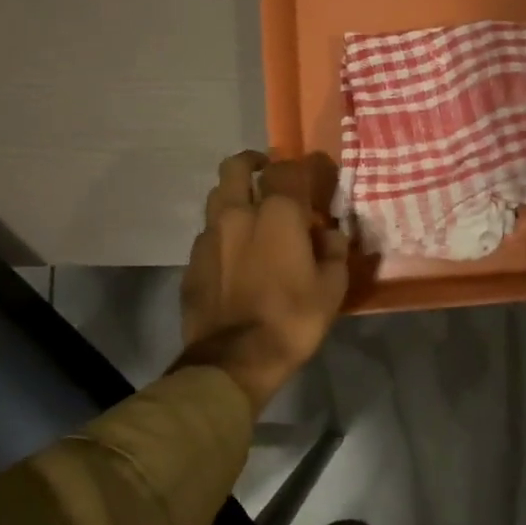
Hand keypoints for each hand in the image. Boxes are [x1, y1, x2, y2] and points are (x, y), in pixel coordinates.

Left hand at [177, 151, 348, 414]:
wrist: (234, 361)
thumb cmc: (292, 319)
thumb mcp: (332, 288)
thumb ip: (334, 251)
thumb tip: (330, 233)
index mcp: (278, 214)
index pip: (286, 169)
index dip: (300, 165)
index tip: (312, 172)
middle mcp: (238, 214)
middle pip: (236, 167)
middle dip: (253, 163)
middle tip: (268, 175)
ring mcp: (209, 236)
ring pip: (216, 197)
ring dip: (234, 195)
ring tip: (251, 212)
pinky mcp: (192, 261)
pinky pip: (208, 232)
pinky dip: (223, 231)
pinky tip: (235, 252)